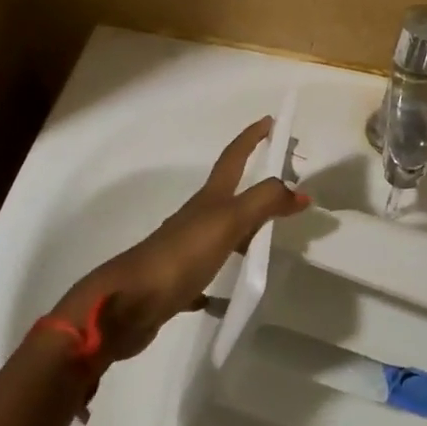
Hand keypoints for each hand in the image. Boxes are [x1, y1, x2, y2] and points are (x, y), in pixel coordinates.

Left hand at [56, 118, 307, 360]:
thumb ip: (264, 202)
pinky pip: (206, 273)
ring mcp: (185, 249)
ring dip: (243, 229)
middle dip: (255, 184)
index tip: (270, 120)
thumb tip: (300, 191)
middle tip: (284, 185)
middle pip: (229, 193)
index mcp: (209, 199)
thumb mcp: (228, 222)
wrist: (126, 304)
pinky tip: (229, 293)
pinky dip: (221, 275)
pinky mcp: (178, 281)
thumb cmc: (181, 255)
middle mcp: (196, 218)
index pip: (234, 158)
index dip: (251, 138)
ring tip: (267, 239)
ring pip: (221, 232)